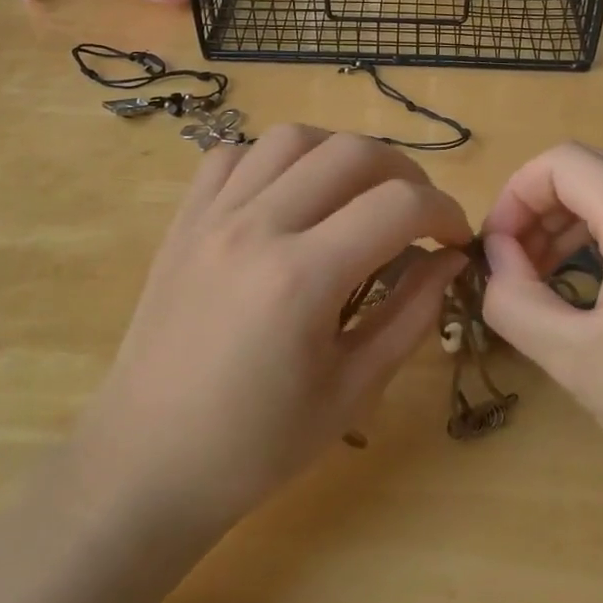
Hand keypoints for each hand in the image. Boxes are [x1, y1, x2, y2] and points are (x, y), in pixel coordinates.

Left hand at [81, 126, 472, 537]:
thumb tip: (450, 259)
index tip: (455, 239)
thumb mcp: (352, 390)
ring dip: (341, 154)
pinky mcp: (183, 222)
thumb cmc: (257, 445)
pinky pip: (232, 156)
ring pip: (291, 139)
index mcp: (302, 278)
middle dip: (404, 172)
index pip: (398, 205)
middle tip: (418, 214)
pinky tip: (289, 196)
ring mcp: (212, 217)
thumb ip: (412, 315)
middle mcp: (256, 228)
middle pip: (350, 152)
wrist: (146, 463)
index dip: (444, 212)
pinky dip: (274, 160)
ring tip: (358, 193)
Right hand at [479, 144, 602, 528]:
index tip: (496, 251)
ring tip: (545, 277)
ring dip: (571, 221)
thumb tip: (497, 259)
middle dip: (538, 209)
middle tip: (514, 268)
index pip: (561, 163)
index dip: (515, 196)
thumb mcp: (576, 360)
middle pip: (590, 170)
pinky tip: (597, 283)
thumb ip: (515, 300)